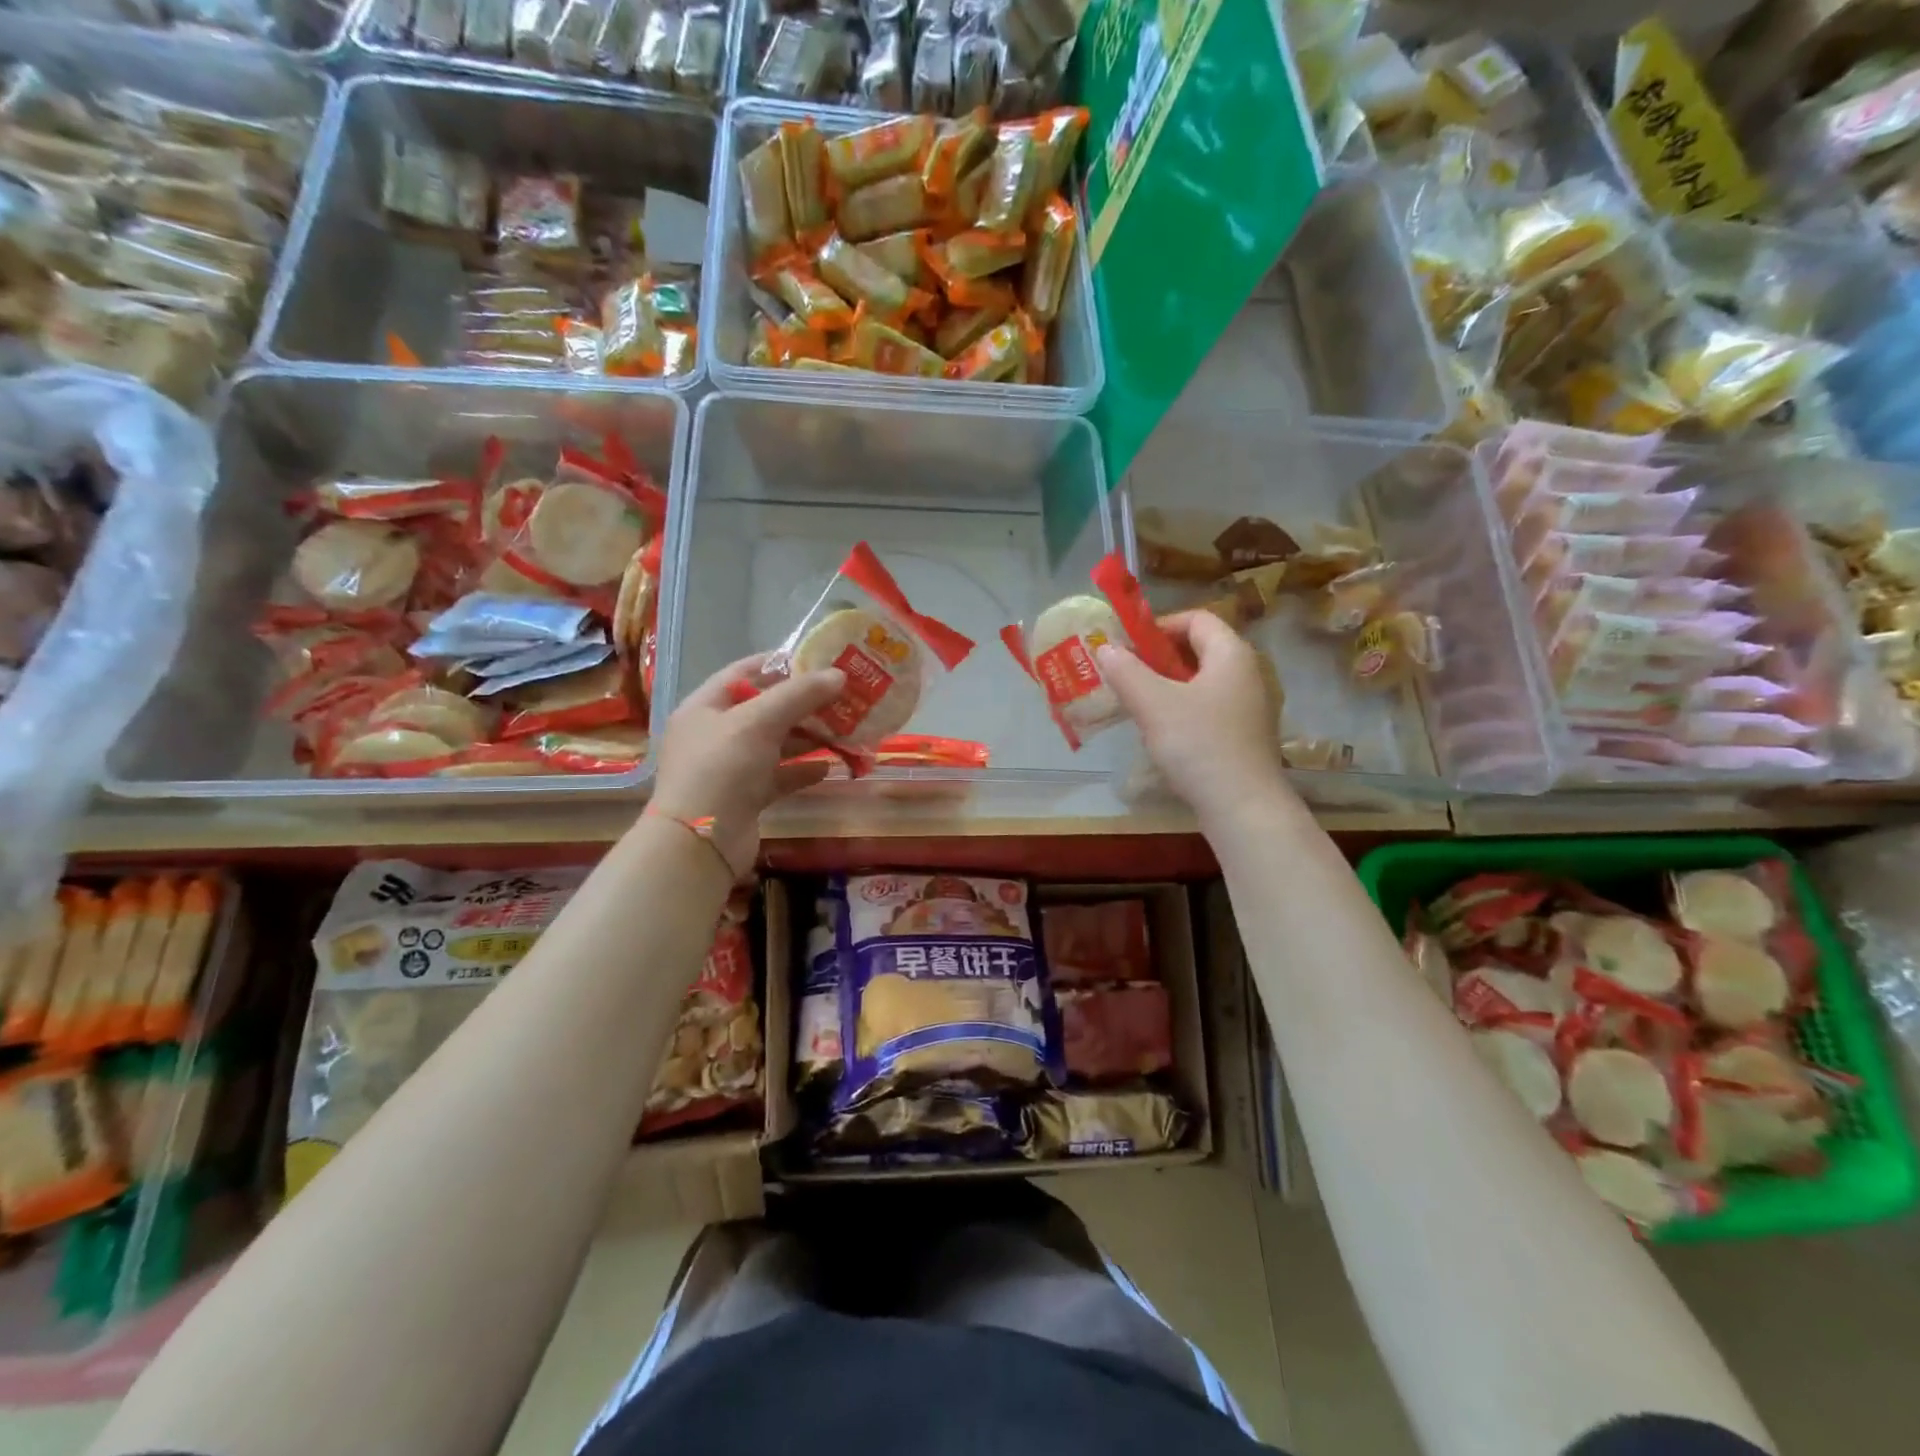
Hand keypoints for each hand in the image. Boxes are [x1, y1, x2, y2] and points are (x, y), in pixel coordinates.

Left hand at [649, 655, 845, 873]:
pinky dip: (802, 771)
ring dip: (808, 737)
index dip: (780, 664)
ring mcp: (730, 768)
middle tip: (843, 697)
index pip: (744, 673)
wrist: (700, 843)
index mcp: (705, 706)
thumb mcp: (759, 721)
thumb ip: (799, 695)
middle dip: (803, 704)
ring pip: (775, 744)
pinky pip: (779, 776)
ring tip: (845, 730)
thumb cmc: (722, 768)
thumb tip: (839, 674)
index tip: (819, 661)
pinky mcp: (745, 797)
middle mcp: (715, 734)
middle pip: (764, 709)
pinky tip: (829, 767)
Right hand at [1096, 611, 1291, 825]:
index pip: (1197, 618)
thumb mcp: (1153, 704)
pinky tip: (1161, 734)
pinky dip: (1182, 710)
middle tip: (1126, 674)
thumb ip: (1126, 671)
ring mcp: (1248, 706)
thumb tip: (1105, 648)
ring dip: (1167, 686)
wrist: (1243, 806)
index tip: (1129, 646)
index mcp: (1231, 654)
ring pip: (1202, 682)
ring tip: (1137, 704)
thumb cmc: (1198, 744)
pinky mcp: (1244, 735)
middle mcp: (1246, 673)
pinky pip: (1208, 708)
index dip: (1160, 625)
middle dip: (1159, 658)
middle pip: (1199, 649)